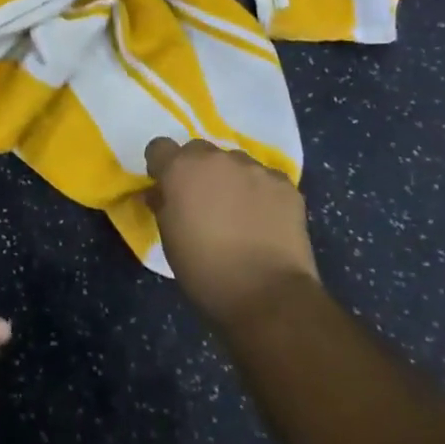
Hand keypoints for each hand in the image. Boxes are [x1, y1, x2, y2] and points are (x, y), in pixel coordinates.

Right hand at [144, 139, 321, 326]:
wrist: (267, 295)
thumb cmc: (205, 271)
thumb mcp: (169, 240)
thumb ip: (163, 206)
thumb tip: (162, 194)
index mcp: (181, 170)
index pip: (160, 148)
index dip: (161, 167)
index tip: (167, 188)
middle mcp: (216, 158)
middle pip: (199, 151)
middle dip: (197, 171)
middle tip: (204, 203)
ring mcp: (254, 168)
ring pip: (235, 163)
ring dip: (231, 180)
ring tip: (240, 214)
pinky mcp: (284, 183)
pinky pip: (265, 179)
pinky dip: (262, 194)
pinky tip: (266, 221)